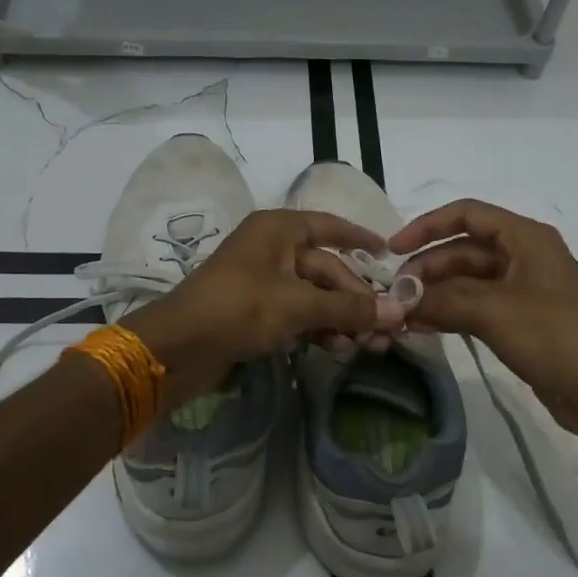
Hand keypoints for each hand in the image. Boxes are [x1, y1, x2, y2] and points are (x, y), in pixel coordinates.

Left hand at [125, 209, 405, 402]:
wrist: (178, 348)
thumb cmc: (239, 308)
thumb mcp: (298, 305)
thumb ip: (349, 308)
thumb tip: (400, 312)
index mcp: (278, 230)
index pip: (330, 226)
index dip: (360, 239)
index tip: (389, 254)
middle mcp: (272, 249)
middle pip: (327, 269)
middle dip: (356, 299)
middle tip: (386, 328)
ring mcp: (263, 281)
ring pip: (315, 296)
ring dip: (341, 319)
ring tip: (367, 346)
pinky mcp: (256, 312)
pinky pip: (298, 315)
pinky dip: (318, 329)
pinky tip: (338, 350)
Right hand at [391, 199, 577, 439]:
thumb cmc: (552, 337)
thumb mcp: (492, 312)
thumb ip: (441, 301)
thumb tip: (398, 300)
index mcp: (525, 238)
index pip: (467, 215)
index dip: (427, 226)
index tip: (393, 249)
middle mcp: (523, 256)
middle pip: (463, 249)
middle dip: (428, 268)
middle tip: (396, 294)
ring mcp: (522, 289)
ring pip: (467, 280)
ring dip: (435, 293)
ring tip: (403, 313)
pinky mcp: (520, 319)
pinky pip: (476, 306)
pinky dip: (450, 313)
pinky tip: (422, 327)